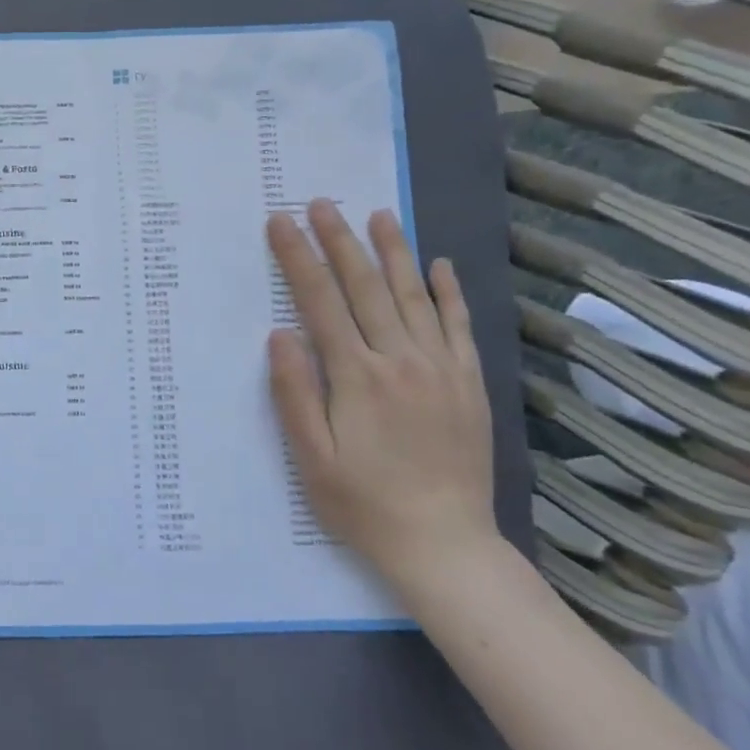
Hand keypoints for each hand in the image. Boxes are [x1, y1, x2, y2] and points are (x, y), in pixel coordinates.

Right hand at [266, 202, 497, 592]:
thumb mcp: (311, 457)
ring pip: (414, 296)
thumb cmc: (364, 503)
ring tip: (378, 214)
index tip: (282, 222)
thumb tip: (280, 334)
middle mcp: (400, 360)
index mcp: (356, 376)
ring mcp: (441, 369)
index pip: (320, 301)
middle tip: (321, 203)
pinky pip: (459, 326)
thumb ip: (293, 392)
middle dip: (339, 241)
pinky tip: (439, 265)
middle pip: (365, 287)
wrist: (446, 546)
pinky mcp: (469, 384)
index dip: (298, 257)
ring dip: (393, 252)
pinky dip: (449, 292)